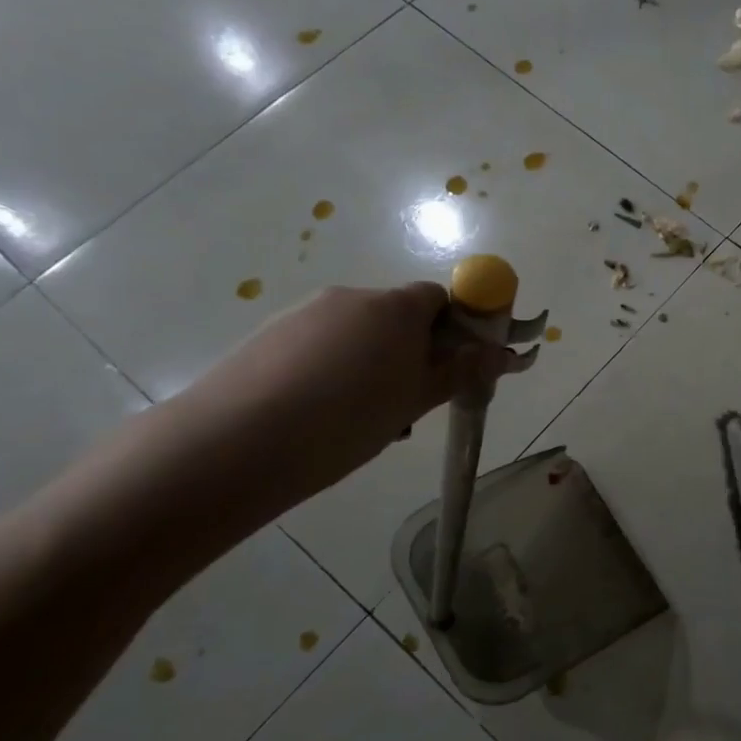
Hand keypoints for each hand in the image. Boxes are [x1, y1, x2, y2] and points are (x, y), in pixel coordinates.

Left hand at [169, 284, 526, 505]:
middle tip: (409, 402)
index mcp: (395, 307)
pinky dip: (332, 369)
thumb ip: (460, 372)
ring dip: (372, 363)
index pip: (439, 298)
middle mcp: (351, 297)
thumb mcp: (415, 401)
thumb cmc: (347, 420)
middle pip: (397, 315)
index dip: (454, 328)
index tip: (452, 366)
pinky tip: (321, 413)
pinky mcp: (269, 335)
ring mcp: (305, 314)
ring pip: (357, 333)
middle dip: (411, 351)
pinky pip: (320, 344)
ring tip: (361, 418)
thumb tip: (503, 354)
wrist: (236, 443)